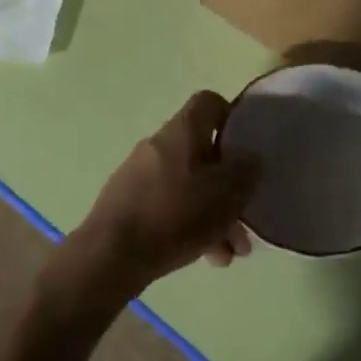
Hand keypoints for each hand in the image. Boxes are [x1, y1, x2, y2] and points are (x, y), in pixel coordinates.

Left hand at [51, 91, 260, 309]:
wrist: (110, 255)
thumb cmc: (174, 215)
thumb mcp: (225, 194)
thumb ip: (245, 172)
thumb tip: (250, 158)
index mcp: (182, 131)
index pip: (209, 102)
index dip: (232, 118)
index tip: (248, 147)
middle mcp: (158, 145)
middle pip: (203, 154)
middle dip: (228, 189)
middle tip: (245, 221)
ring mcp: (140, 174)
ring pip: (189, 186)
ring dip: (214, 216)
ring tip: (228, 254)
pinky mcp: (129, 203)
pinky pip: (170, 207)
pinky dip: (190, 226)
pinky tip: (204, 257)